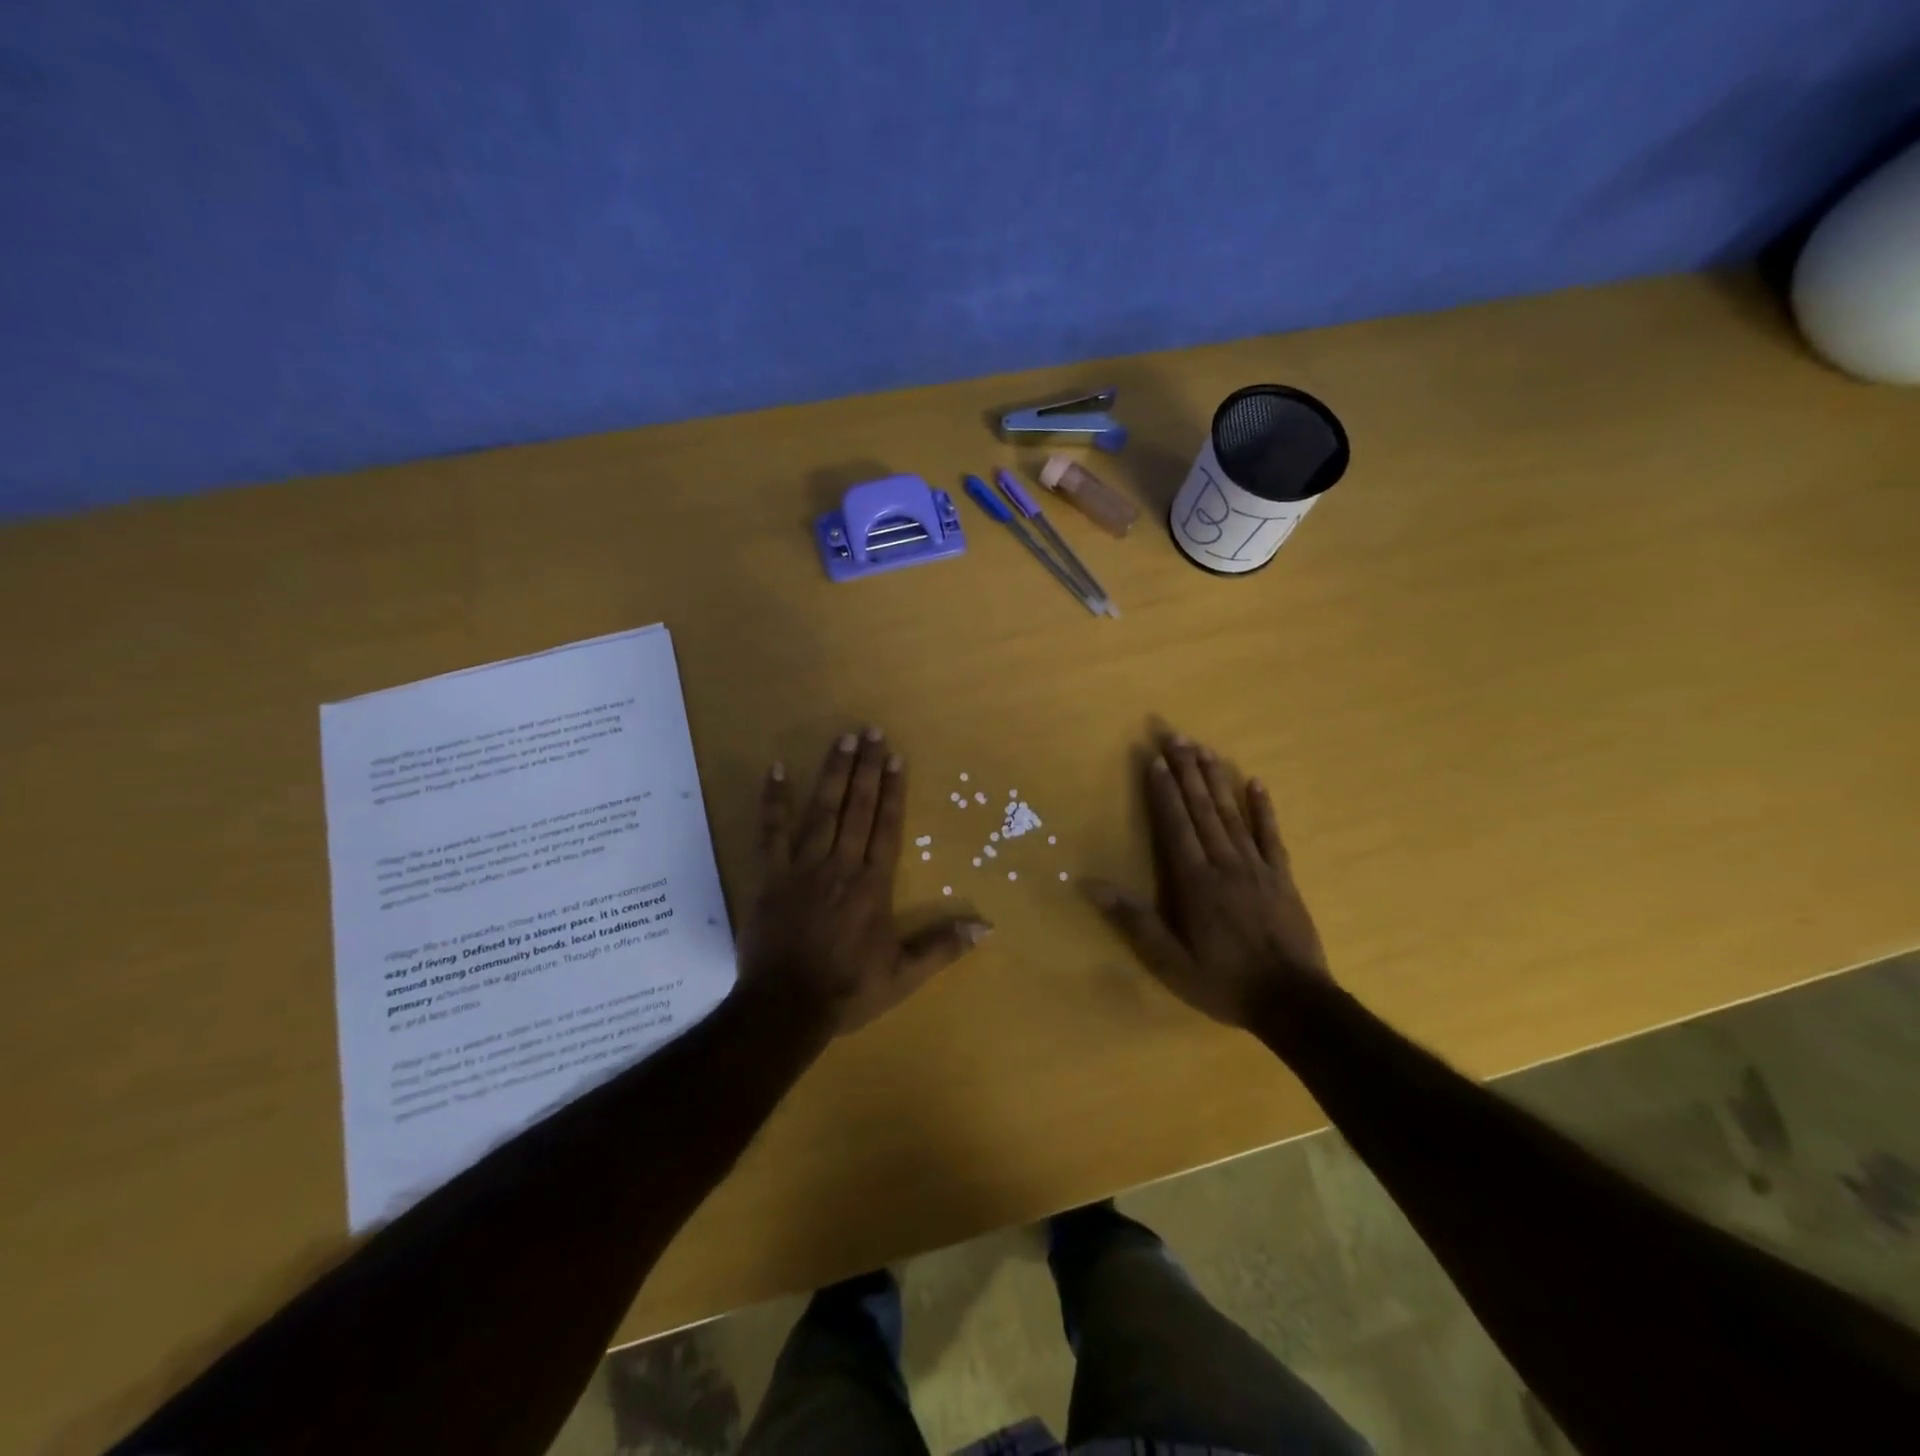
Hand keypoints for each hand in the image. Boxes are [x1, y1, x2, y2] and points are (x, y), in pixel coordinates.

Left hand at [738, 728, 992, 1036]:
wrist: (786, 1007)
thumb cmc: (847, 990)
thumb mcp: (903, 975)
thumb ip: (942, 947)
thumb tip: (986, 927)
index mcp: (873, 886)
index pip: (886, 828)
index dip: (892, 791)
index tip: (895, 758)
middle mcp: (842, 866)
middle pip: (857, 809)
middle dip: (866, 768)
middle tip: (871, 731)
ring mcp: (803, 867)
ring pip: (822, 811)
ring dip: (833, 773)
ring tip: (841, 738)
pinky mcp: (771, 876)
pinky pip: (771, 831)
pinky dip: (773, 800)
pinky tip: (777, 769)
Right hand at [1084, 732, 1330, 1029]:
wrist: (1295, 1004)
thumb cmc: (1225, 983)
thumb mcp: (1170, 962)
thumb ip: (1134, 921)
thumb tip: (1090, 885)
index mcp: (1196, 882)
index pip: (1175, 826)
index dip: (1163, 791)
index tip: (1154, 759)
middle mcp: (1225, 864)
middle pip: (1203, 809)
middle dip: (1186, 771)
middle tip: (1175, 736)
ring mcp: (1257, 867)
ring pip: (1232, 814)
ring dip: (1216, 780)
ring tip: (1204, 749)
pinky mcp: (1282, 876)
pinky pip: (1270, 835)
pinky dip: (1263, 808)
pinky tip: (1256, 782)